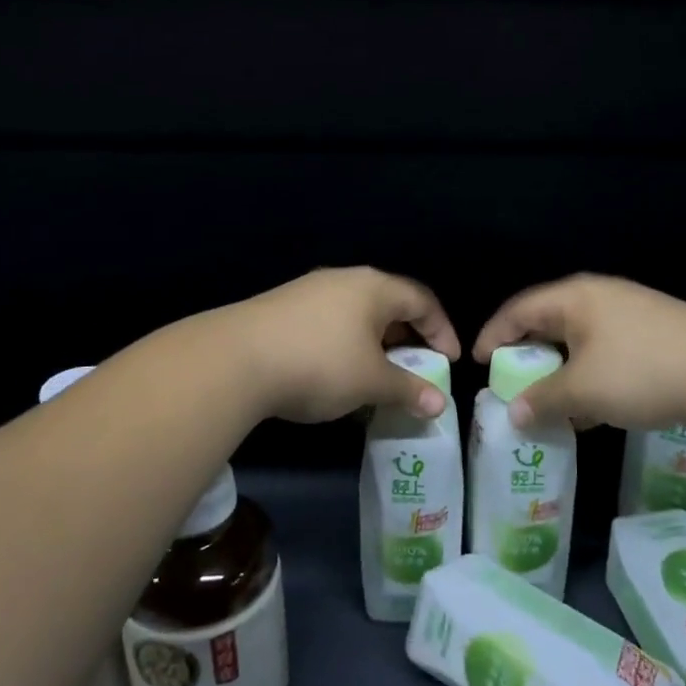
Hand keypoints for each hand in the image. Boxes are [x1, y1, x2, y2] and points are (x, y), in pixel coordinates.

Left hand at [228, 268, 459, 424]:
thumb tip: (439, 405)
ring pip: (356, 314)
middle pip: (389, 304)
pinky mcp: (282, 308)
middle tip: (416, 369)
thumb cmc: (320, 364)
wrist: (235, 360)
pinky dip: (345, 345)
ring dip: (375, 344)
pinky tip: (335, 374)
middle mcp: (344, 280)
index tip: (449, 361)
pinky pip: (329, 322)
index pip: (422, 301)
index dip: (442, 330)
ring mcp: (309, 291)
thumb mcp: (371, 382)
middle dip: (407, 338)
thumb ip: (409, 390)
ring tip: (377, 376)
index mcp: (374, 287)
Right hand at [472, 275, 685, 432]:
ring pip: (580, 343)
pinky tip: (591, 411)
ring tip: (547, 404)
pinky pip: (607, 355)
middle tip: (510, 385)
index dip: (493, 335)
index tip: (477, 363)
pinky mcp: (656, 338)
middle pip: (549, 324)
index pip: (519, 310)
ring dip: (560, 374)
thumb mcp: (583, 390)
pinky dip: (590, 379)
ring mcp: (631, 317)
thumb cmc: (641, 371)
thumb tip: (513, 414)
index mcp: (575, 298)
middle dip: (527, 357)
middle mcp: (600, 299)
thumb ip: (542, 400)